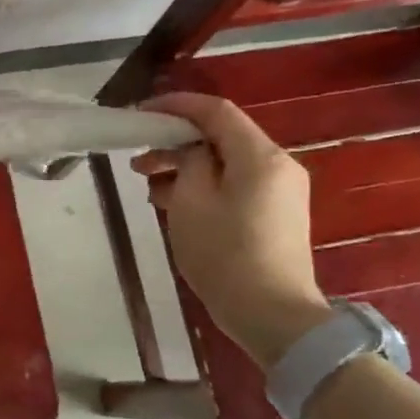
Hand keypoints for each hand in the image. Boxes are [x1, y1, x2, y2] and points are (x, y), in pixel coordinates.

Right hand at [131, 92, 328, 366]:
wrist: (272, 313)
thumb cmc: (224, 253)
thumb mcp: (191, 201)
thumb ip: (189, 162)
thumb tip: (192, 152)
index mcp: (259, 156)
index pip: (216, 111)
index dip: (177, 105)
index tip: (141, 111)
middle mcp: (278, 165)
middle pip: (222, 137)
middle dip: (177, 142)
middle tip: (138, 160)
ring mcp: (281, 191)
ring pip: (227, 162)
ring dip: (187, 166)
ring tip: (150, 185)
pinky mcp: (277, 214)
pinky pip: (236, 184)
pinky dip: (205, 185)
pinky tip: (175, 203)